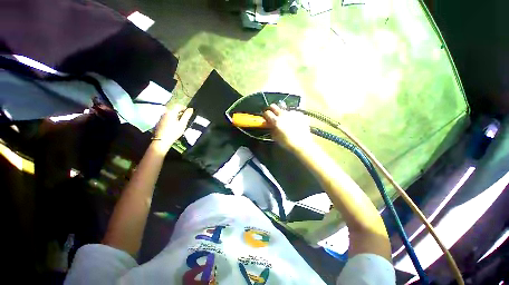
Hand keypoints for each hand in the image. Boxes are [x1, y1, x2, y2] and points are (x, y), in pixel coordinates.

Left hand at [152, 105, 192, 153]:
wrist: (161, 140)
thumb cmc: (174, 132)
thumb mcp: (183, 124)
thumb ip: (187, 115)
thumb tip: (191, 109)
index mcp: (171, 112)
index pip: (179, 106)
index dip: (184, 108)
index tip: (189, 112)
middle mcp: (165, 113)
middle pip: (174, 110)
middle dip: (180, 113)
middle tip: (185, 119)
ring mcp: (160, 118)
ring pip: (170, 114)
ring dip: (175, 116)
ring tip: (180, 123)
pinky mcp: (158, 122)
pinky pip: (166, 118)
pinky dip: (171, 120)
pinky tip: (173, 126)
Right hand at [263, 104, 314, 151]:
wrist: (302, 144)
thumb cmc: (287, 142)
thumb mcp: (275, 137)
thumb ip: (271, 128)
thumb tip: (269, 124)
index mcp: (276, 121)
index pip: (267, 112)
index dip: (265, 115)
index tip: (266, 118)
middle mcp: (283, 114)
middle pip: (274, 106)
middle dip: (271, 110)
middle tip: (273, 115)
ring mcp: (292, 113)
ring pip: (284, 109)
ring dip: (282, 113)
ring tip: (286, 121)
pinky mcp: (299, 114)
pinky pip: (292, 112)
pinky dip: (291, 116)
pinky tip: (294, 122)